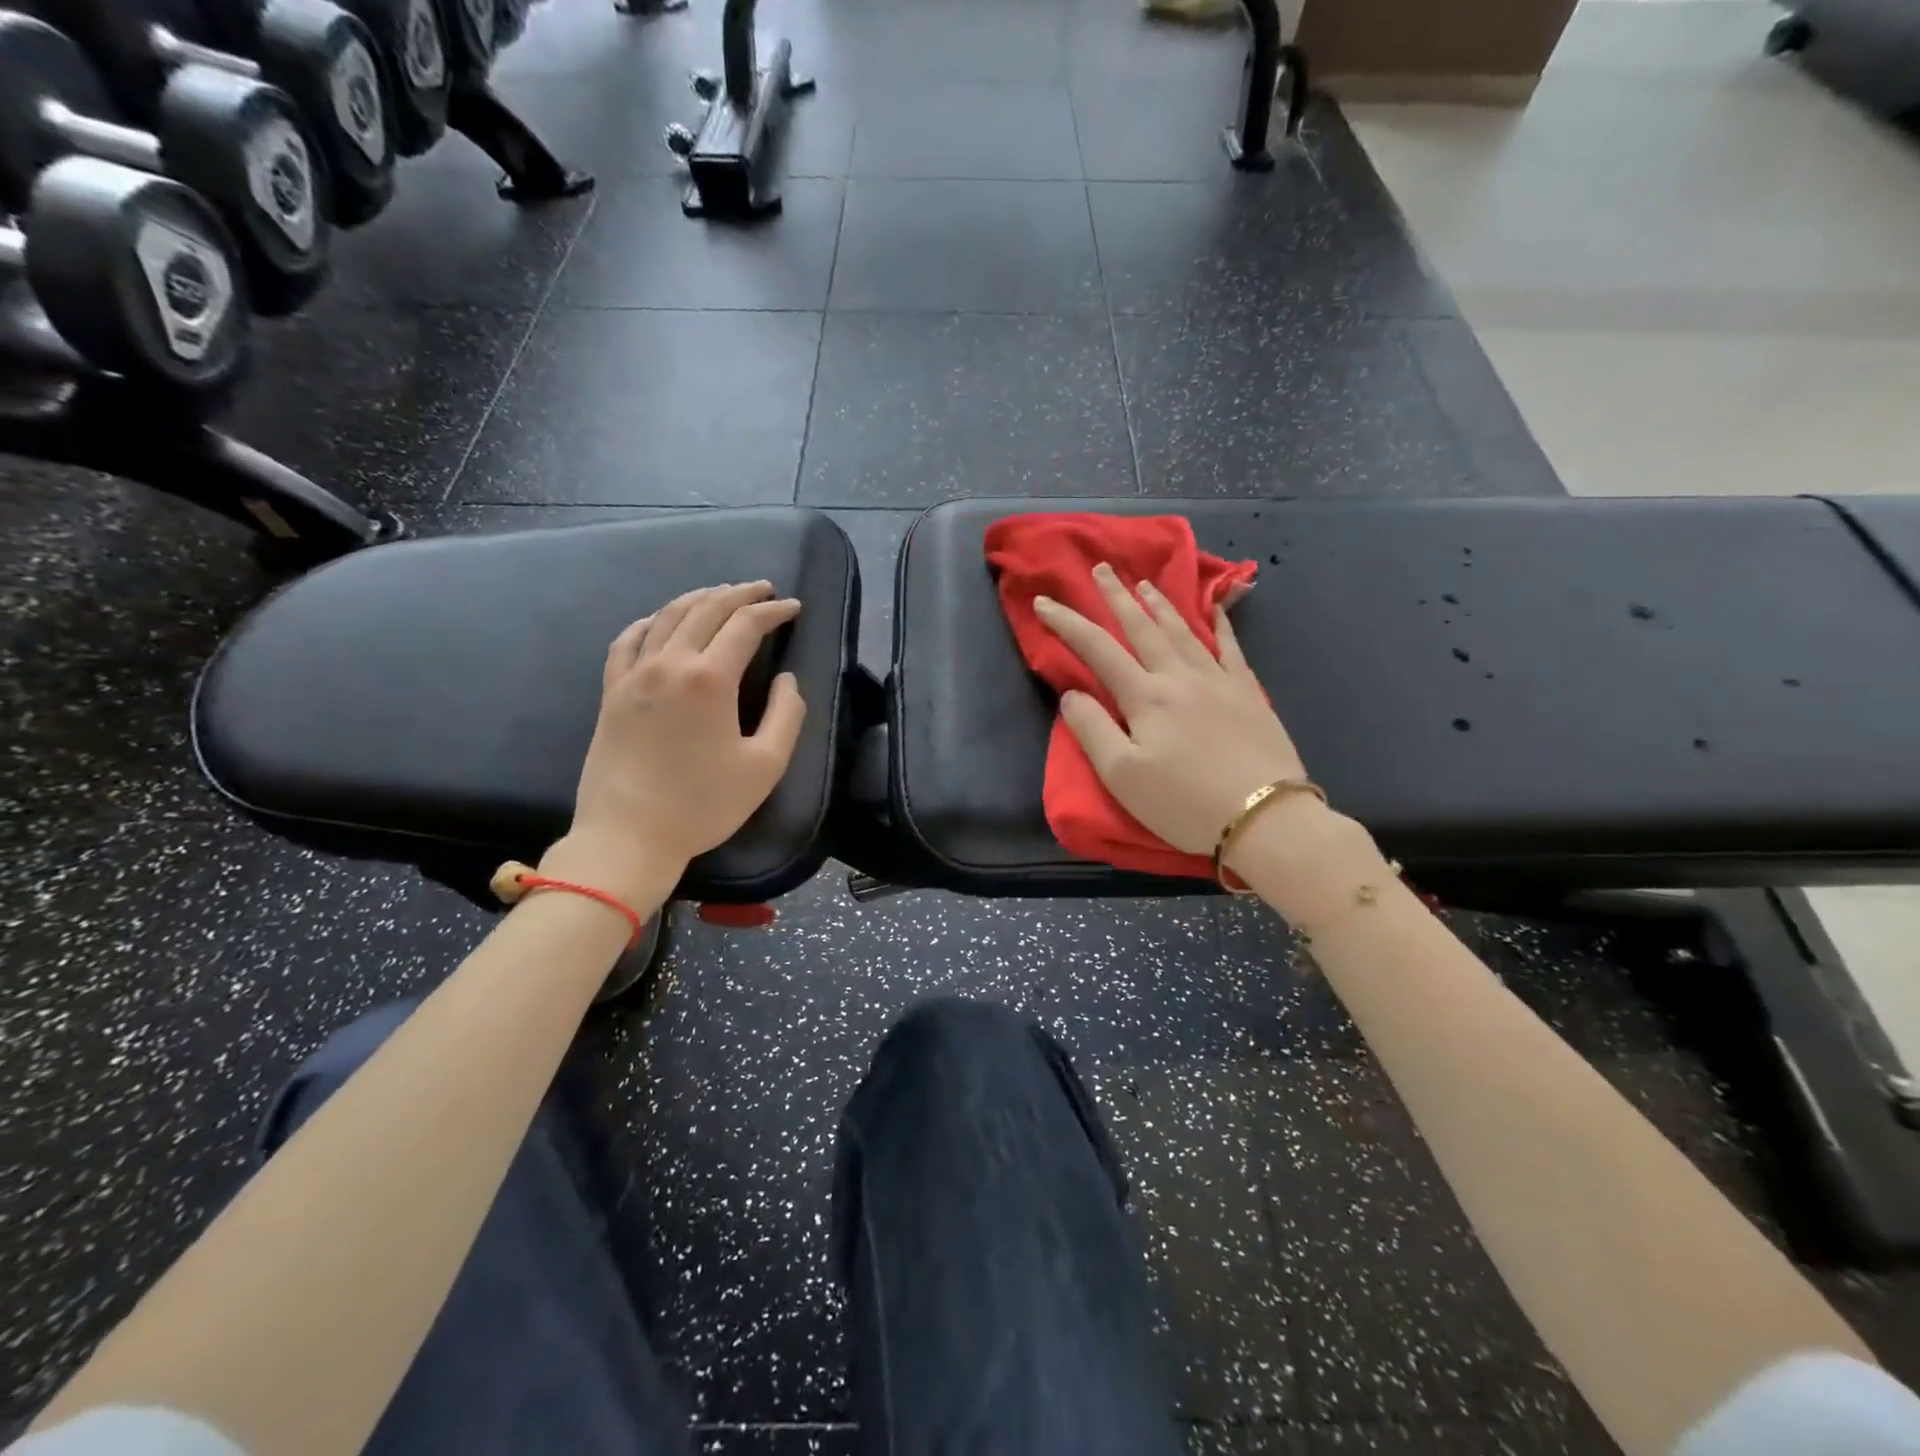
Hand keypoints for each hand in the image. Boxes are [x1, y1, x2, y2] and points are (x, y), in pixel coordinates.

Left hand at [549, 582, 805, 902]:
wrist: (629, 835)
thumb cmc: (703, 804)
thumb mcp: (765, 765)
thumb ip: (786, 714)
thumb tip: (786, 680)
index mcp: (710, 679)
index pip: (745, 626)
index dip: (773, 611)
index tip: (793, 607)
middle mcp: (669, 664)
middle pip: (706, 610)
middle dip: (738, 594)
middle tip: (762, 590)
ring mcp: (634, 675)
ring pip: (667, 617)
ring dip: (698, 598)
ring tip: (720, 594)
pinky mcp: (612, 692)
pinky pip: (628, 640)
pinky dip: (651, 621)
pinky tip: (661, 620)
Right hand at [1033, 563, 1304, 855]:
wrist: (1265, 818)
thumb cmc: (1184, 803)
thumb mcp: (1122, 776)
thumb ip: (1092, 730)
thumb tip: (1072, 694)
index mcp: (1145, 697)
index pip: (1097, 649)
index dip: (1068, 623)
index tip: (1044, 601)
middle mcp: (1180, 677)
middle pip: (1142, 628)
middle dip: (1117, 597)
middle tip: (1102, 569)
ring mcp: (1219, 681)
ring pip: (1183, 631)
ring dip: (1160, 604)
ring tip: (1145, 584)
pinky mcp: (1249, 694)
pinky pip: (1231, 647)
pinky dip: (1220, 624)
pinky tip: (1215, 609)